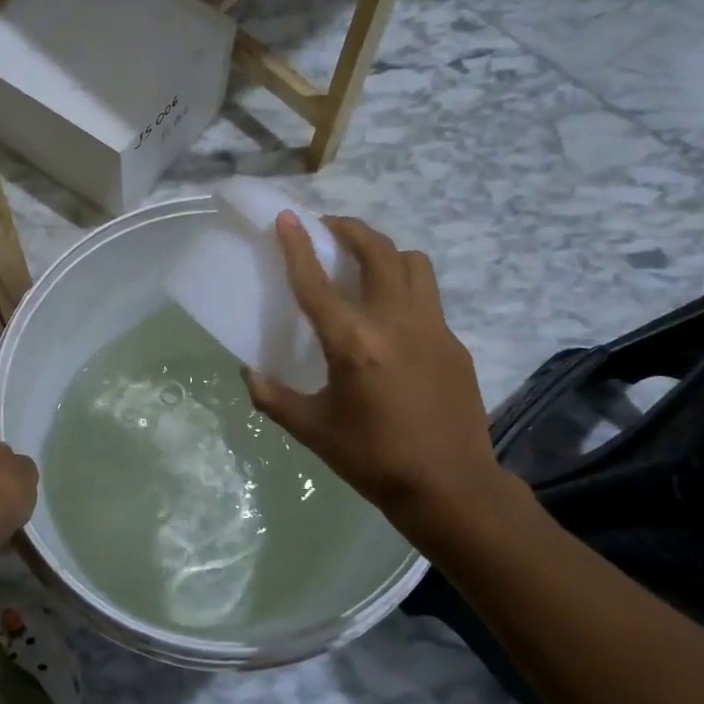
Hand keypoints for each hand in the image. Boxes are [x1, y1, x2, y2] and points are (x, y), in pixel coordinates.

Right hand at [244, 213, 518, 539]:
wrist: (449, 486)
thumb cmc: (372, 459)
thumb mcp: (312, 431)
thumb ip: (274, 397)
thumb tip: (249, 373)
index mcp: (353, 343)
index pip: (317, 282)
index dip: (297, 246)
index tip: (287, 217)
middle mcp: (395, 322)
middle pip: (377, 251)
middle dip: (351, 229)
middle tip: (330, 229)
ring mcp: (432, 328)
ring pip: (413, 263)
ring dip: (386, 253)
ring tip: (366, 265)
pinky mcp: (454, 343)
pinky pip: (429, 298)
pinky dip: (406, 290)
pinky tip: (393, 320)